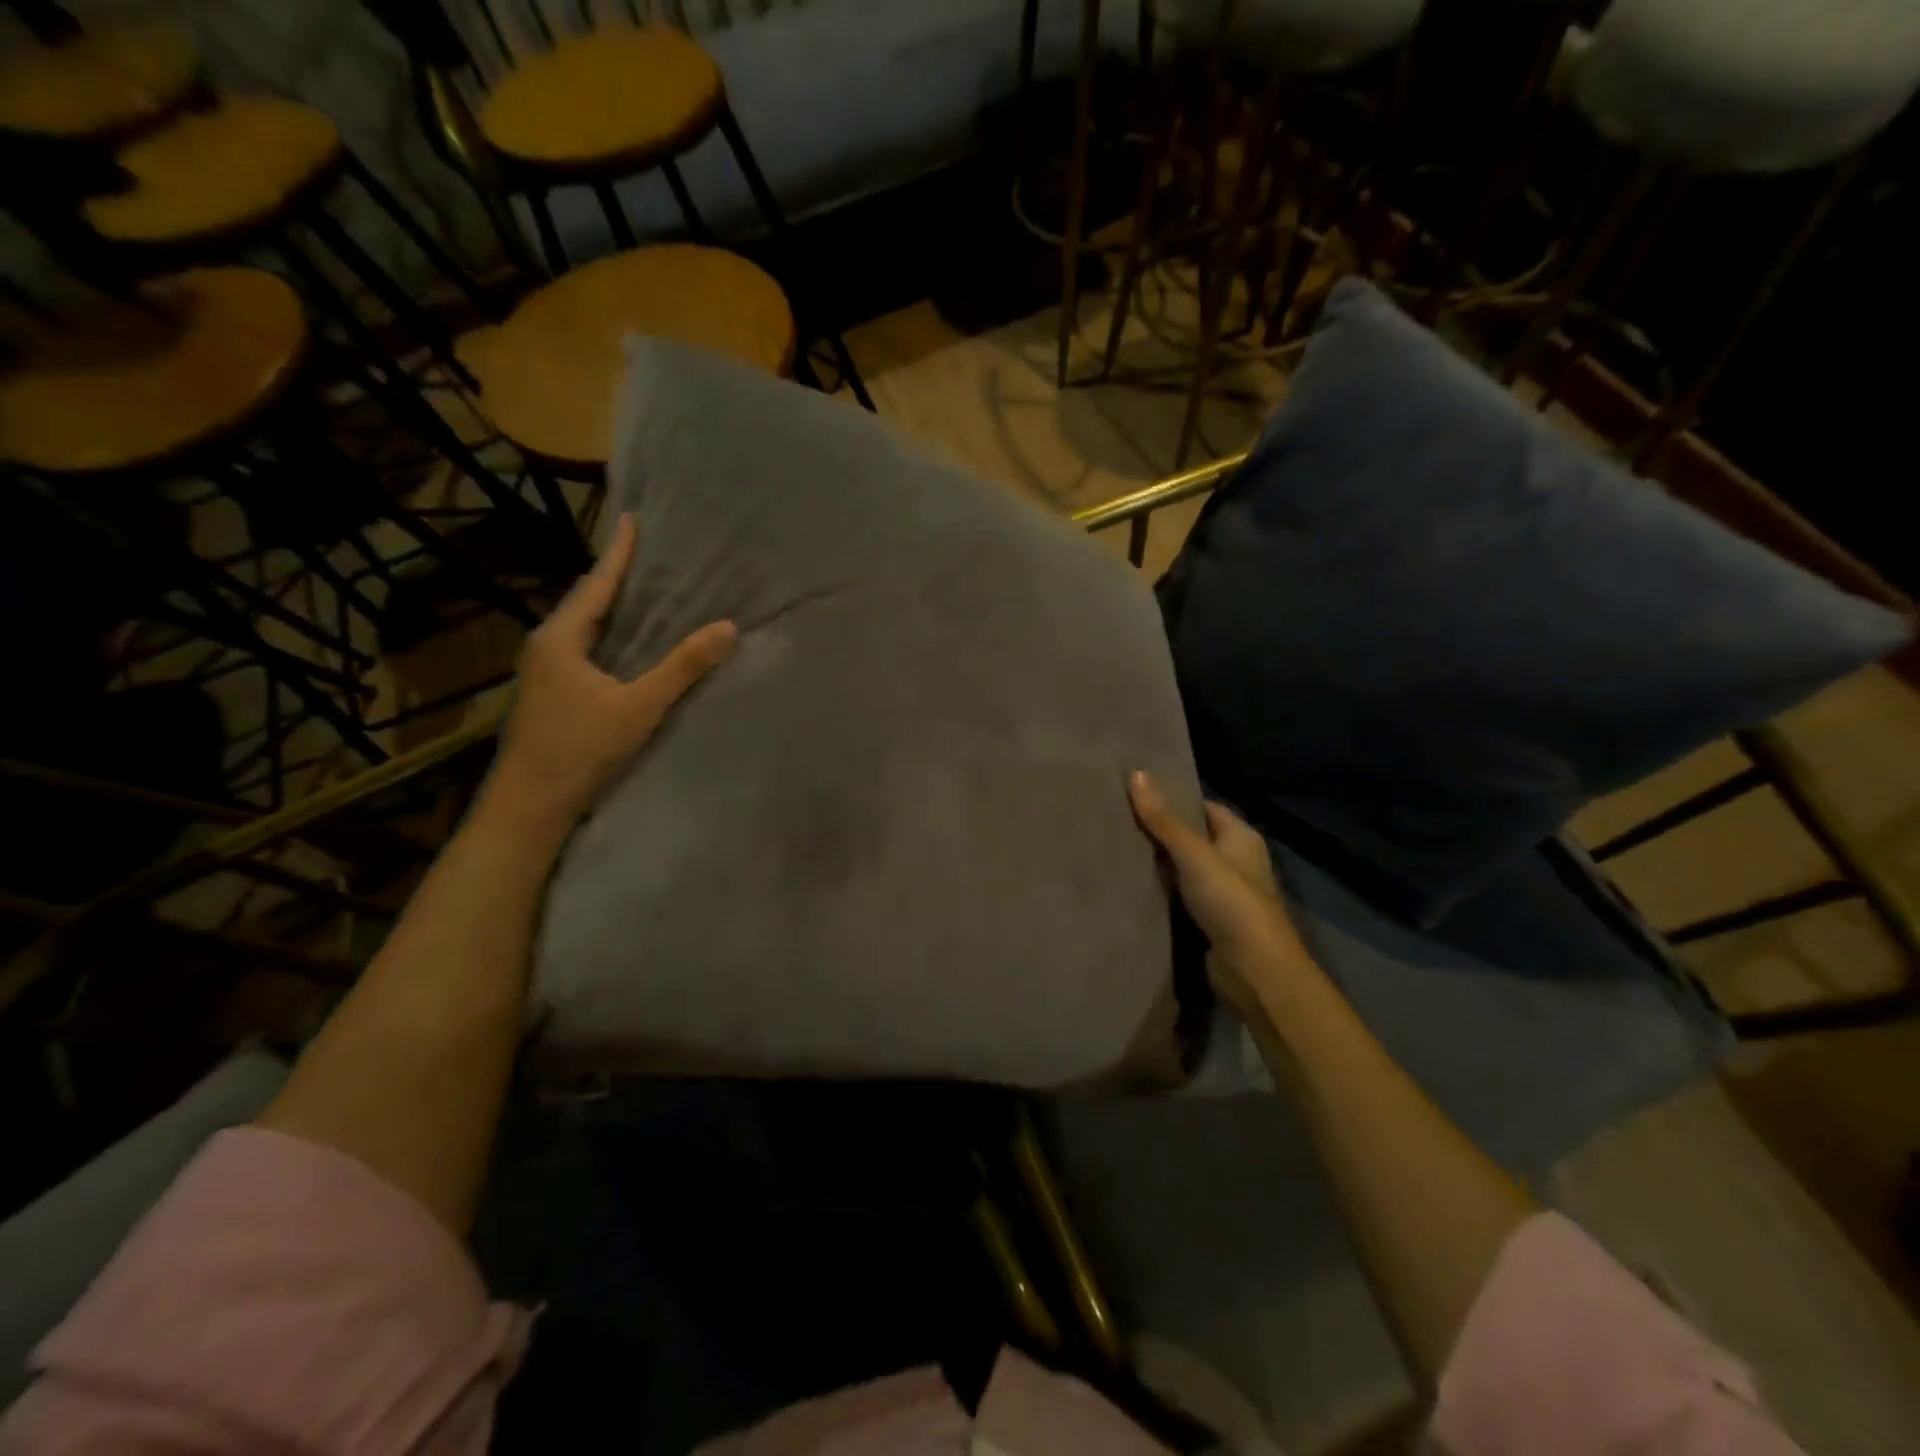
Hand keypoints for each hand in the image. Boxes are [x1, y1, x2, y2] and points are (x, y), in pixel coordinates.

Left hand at [488, 513, 736, 827]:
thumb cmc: (580, 748)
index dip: (619, 552)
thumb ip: (683, 667)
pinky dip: (611, 634)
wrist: (531, 803)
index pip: (597, 583)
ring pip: (587, 626)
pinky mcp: (554, 693)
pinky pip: (587, 648)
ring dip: (614, 606)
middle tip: (649, 552)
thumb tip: (728, 628)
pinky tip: (630, 642)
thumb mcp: (639, 706)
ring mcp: (547, 671)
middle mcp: (549, 645)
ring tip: (645, 589)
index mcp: (562, 637)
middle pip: (589, 600)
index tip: (634, 519)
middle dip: (617, 575)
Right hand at [1129, 770, 1314, 1010]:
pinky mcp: (1212, 921)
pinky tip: (1132, 885)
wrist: (1254, 969)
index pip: (1204, 807)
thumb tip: (1136, 773)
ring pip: (1185, 869)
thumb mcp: (1193, 853)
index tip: (1136, 794)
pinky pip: (1182, 897)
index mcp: (1241, 837)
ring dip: (1159, 864)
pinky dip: (1162, 892)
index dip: (1174, 799)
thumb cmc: (1230, 900)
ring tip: (1117, 847)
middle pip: (1193, 838)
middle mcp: (1237, 861)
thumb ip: (1163, 819)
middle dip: (1161, 832)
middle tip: (1118, 819)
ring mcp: (1225, 893)